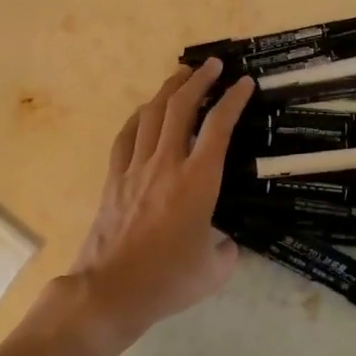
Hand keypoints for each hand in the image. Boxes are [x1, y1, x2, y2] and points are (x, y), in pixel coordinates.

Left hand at [68, 58, 254, 344]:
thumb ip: (228, 250)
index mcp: (198, 181)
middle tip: (212, 65)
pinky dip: (138, 117)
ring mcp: (135, 168)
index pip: (218, 127)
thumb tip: (225, 242)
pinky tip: (144, 112)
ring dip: (168, 90)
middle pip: (181, 107)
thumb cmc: (168, 280)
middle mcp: (166, 164)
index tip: (244, 82)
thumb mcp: (215, 270)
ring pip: (151, 115)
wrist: (111, 290)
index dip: (233, 99)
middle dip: (199, 80)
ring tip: (181, 75)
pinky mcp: (113, 179)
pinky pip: (126, 137)